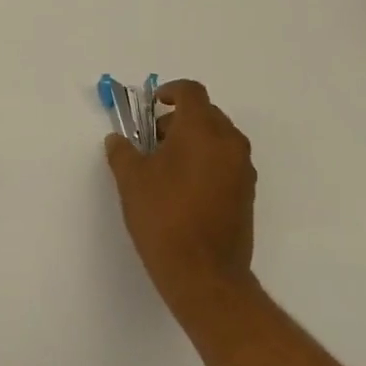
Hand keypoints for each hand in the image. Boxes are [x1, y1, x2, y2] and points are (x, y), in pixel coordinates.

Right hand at [105, 80, 257, 322]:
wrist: (204, 274)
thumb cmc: (164, 217)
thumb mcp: (131, 180)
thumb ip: (122, 152)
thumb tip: (118, 140)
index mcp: (202, 131)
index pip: (191, 92)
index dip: (170, 92)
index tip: (152, 106)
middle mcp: (229, 143)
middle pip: (206, 113)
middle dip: (179, 119)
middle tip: (152, 140)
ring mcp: (243, 169)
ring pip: (218, 138)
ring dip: (193, 140)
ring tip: (165, 166)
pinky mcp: (247, 193)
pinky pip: (226, 161)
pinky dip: (206, 160)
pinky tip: (183, 187)